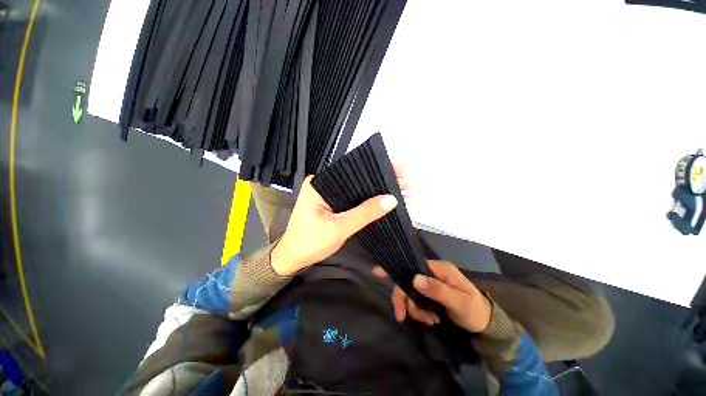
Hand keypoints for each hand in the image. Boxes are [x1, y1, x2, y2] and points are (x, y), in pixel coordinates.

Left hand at [271, 165, 411, 275]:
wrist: (294, 259)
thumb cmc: (310, 243)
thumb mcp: (339, 228)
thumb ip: (364, 213)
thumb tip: (391, 199)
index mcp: (319, 184)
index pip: (352, 171)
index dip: (376, 171)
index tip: (397, 170)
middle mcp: (324, 184)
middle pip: (357, 180)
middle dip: (382, 181)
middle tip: (406, 180)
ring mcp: (330, 195)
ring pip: (358, 191)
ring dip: (379, 191)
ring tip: (403, 190)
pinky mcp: (334, 204)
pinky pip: (354, 200)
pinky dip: (370, 202)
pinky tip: (386, 202)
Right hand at [373, 260, 491, 332]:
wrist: (485, 323)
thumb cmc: (474, 310)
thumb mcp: (459, 302)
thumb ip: (438, 290)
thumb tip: (414, 279)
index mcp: (438, 268)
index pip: (412, 265)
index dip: (395, 270)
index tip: (376, 273)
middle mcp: (431, 272)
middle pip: (407, 281)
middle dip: (405, 300)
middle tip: (402, 317)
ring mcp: (429, 283)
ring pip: (411, 293)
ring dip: (416, 309)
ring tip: (431, 321)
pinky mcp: (429, 293)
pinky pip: (416, 301)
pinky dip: (419, 312)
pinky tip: (431, 319)